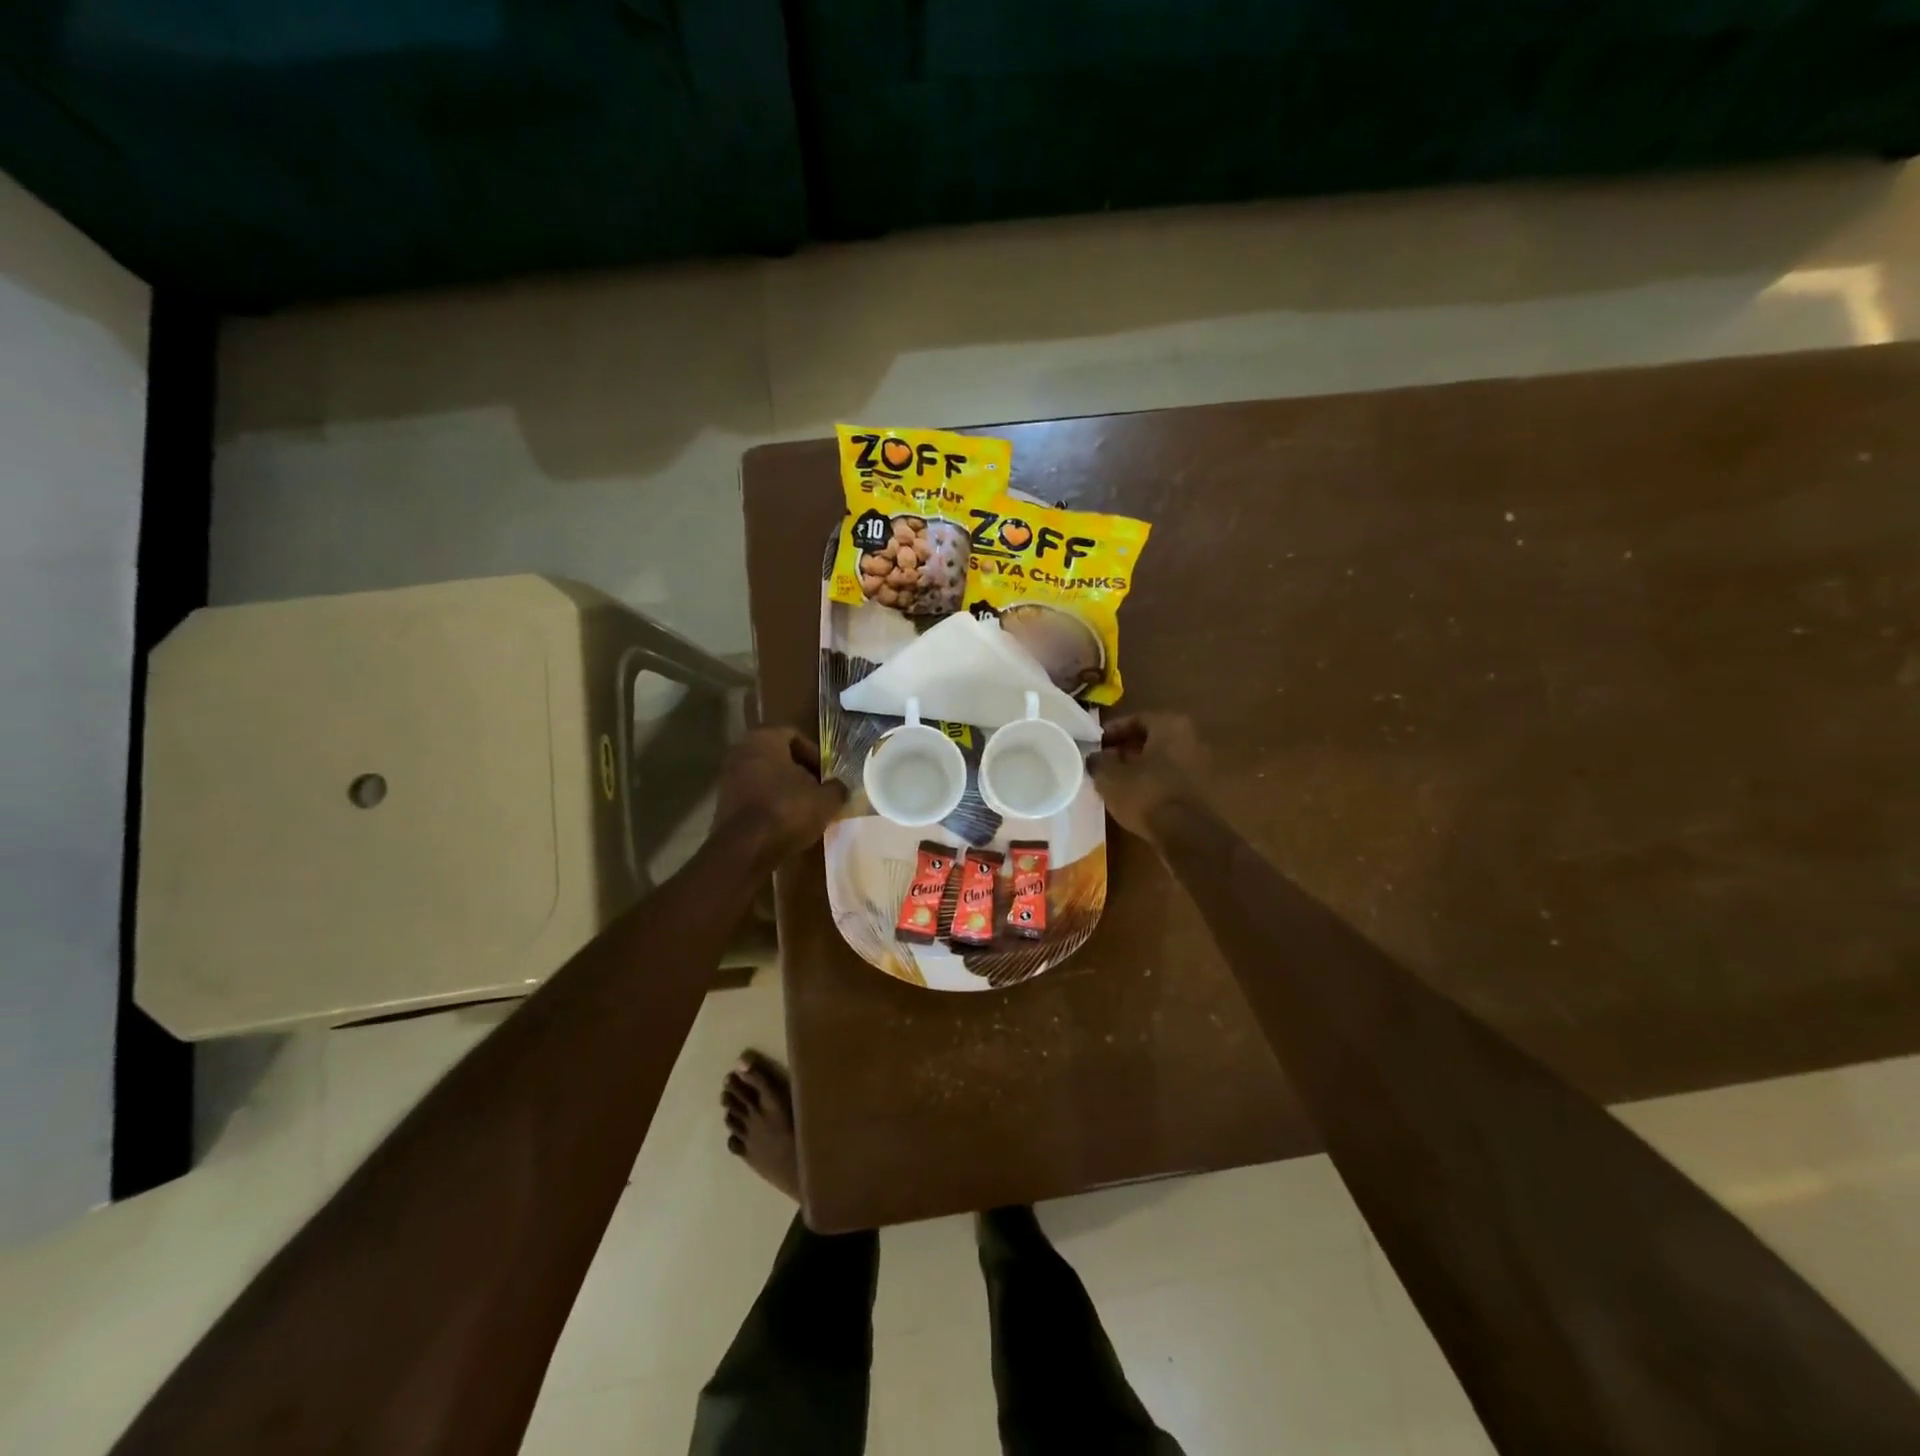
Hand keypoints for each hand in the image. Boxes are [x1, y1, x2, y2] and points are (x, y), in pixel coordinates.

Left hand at [715, 729, 847, 867]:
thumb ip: (836, 788)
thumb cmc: (787, 811)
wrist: (745, 849)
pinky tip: (783, 823)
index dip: (815, 755)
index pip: (794, 736)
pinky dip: (767, 804)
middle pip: (777, 756)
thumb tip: (839, 787)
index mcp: (765, 739)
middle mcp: (741, 751)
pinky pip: (752, 796)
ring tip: (802, 810)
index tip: (826, 775)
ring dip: (783, 789)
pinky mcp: (722, 803)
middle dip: (798, 772)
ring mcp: (727, 777)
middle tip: (817, 791)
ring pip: (763, 777)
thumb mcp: (826, 801)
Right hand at [1088, 714, 1208, 847]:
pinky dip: (1154, 782)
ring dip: (1141, 766)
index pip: (1137, 719)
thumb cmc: (1146, 794)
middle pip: (1152, 738)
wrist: (1186, 833)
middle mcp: (1191, 738)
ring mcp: (1201, 764)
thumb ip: (1099, 762)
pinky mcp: (1202, 789)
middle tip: (1105, 762)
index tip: (1097, 744)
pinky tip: (1137, 796)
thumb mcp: (1110, 777)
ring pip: (1163, 759)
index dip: (1113, 731)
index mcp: (1170, 725)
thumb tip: (1095, 757)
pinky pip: (1172, 777)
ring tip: (1118, 781)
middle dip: (1127, 749)